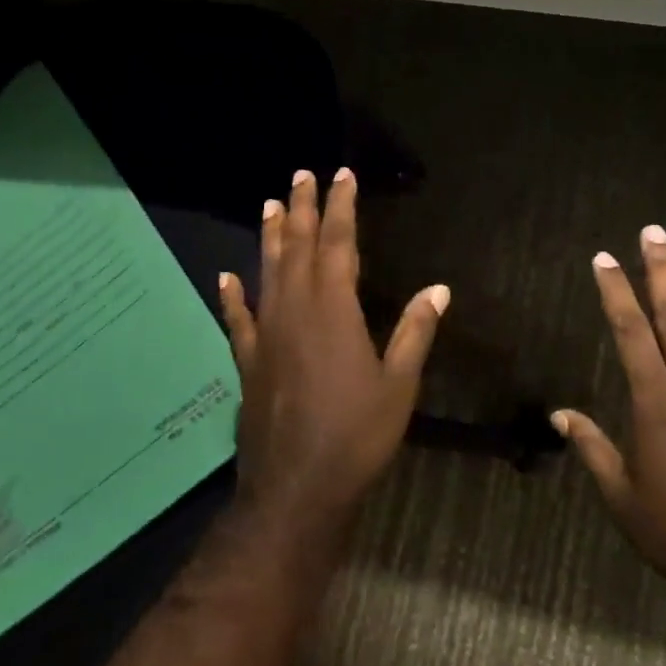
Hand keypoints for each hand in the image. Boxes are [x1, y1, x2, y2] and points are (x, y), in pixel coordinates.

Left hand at [218, 167, 448, 535]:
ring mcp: (266, 335)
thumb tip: (438, 288)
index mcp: (334, 310)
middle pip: (297, 247)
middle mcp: (295, 311)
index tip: (342, 176)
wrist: (296, 489)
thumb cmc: (357, 435)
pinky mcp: (249, 362)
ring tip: (269, 205)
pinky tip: (226, 277)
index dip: (341, 208)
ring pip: (267, 273)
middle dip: (302, 209)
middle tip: (301, 176)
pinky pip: (239, 319)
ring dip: (270, 237)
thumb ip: (414, 332)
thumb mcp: (399, 384)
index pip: (338, 244)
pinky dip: (232, 295)